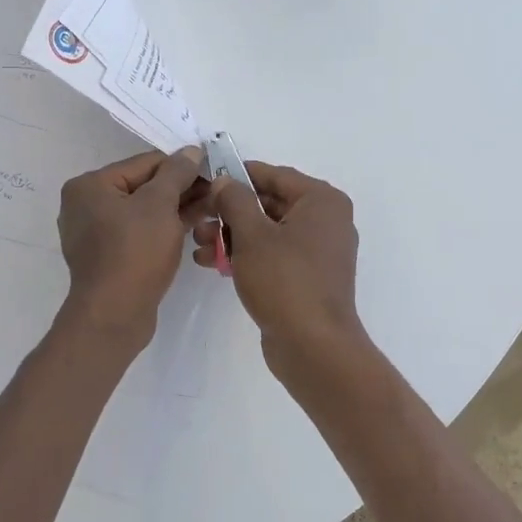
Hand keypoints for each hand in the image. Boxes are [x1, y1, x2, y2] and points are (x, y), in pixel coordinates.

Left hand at [58, 146, 206, 342]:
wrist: (114, 315)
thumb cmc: (135, 251)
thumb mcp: (160, 204)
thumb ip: (177, 173)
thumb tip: (191, 151)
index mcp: (90, 185)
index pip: (145, 163)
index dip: (182, 166)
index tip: (212, 171)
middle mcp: (86, 205)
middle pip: (143, 187)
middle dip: (180, 190)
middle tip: (216, 193)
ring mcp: (95, 234)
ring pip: (144, 212)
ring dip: (176, 209)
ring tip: (212, 209)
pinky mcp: (108, 257)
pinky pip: (140, 233)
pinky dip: (164, 229)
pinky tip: (194, 227)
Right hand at [193, 162, 365, 378]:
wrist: (314, 347)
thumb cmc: (285, 281)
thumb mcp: (252, 235)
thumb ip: (235, 201)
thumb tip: (224, 181)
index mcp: (322, 201)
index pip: (274, 175)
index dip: (237, 175)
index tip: (205, 180)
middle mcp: (326, 221)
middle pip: (269, 203)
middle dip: (229, 212)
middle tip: (196, 217)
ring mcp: (318, 252)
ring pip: (267, 231)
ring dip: (232, 235)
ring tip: (198, 245)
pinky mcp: (307, 278)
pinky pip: (273, 255)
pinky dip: (246, 255)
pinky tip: (213, 263)